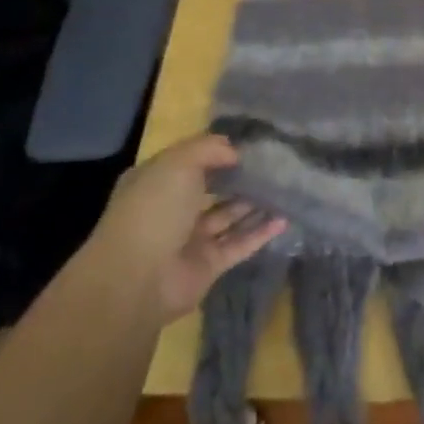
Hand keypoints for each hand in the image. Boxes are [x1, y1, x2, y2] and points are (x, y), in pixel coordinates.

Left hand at [94, 134, 286, 313]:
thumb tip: (235, 152)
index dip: (216, 152)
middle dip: (238, 178)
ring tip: (285, 189)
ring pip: (228, 216)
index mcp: (156, 182)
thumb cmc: (154, 210)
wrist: (138, 278)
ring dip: (254, 204)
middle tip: (273, 166)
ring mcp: (190, 238)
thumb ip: (209, 149)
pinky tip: (285, 219)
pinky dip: (261, 233)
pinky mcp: (209, 264)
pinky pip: (239, 244)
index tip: (249, 145)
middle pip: (211, 189)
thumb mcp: (179, 164)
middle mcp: (172, 209)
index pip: (189, 161)